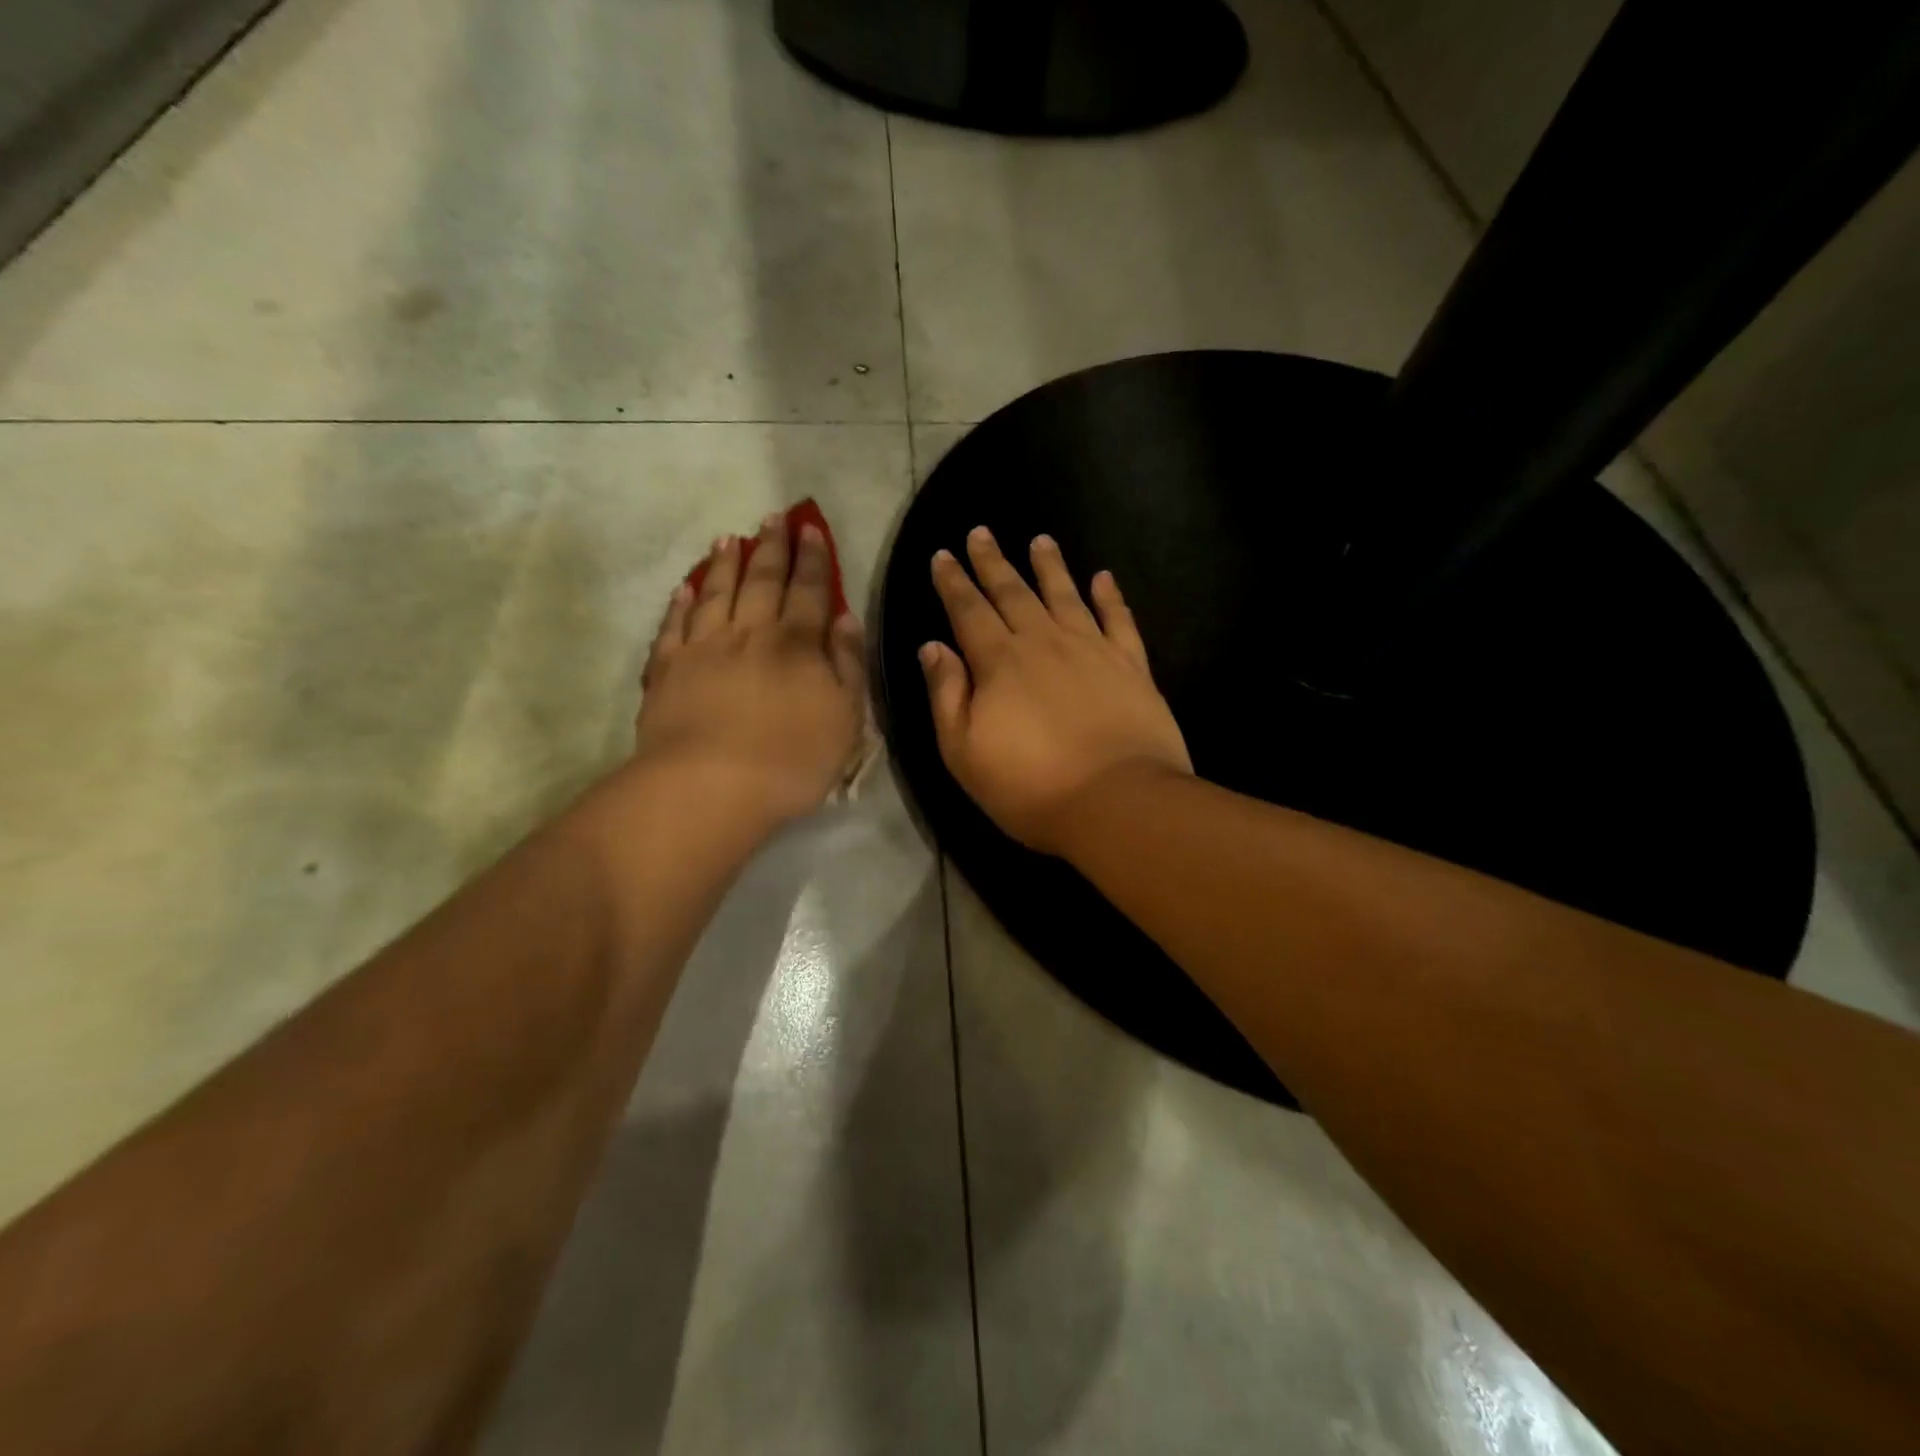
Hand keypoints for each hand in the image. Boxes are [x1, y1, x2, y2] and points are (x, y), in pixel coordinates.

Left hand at [635, 513, 866, 828]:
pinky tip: (685, 588)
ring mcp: (703, 648)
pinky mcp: (667, 670)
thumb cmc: (792, 759)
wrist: (712, 786)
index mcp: (796, 644)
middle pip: (762, 581)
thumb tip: (846, 618)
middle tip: (774, 517)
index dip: (813, 559)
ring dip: (724, 564)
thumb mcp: (845, 717)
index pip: (809, 591)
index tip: (811, 529)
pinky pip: (674, 626)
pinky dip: (680, 603)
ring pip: (716, 593)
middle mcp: (749, 633)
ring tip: (729, 538)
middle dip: (771, 548)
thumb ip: (848, 664)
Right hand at [921, 526, 1190, 856]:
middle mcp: (1044, 642)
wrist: (1116, 801)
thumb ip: (947, 695)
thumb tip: (933, 647)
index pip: (969, 611)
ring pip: (1065, 595)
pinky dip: (1110, 596)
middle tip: (981, 532)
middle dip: (993, 562)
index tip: (943, 555)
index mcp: (999, 663)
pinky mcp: (1131, 665)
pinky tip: (1103, 578)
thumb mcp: (964, 752)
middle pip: (1013, 593)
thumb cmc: (1030, 786)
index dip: (953, 583)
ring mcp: (1092, 649)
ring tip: (1040, 539)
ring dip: (1050, 566)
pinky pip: (1119, 619)